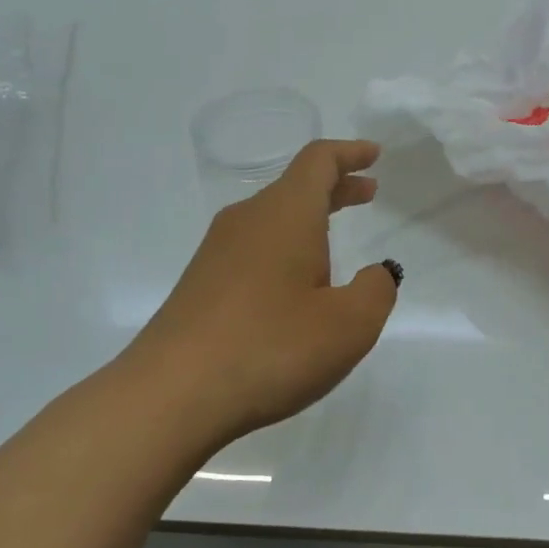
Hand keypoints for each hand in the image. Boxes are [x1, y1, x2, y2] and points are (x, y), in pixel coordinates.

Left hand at [126, 139, 399, 446]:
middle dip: (335, 187)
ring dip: (309, 221)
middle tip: (368, 195)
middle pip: (295, 187)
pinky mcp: (201, 283)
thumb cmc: (271, 348)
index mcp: (285, 215)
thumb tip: (376, 272)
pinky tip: (295, 286)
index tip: (374, 156)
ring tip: (336, 243)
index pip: (318, 161)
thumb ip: (376, 290)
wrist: (171, 394)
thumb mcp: (349, 325)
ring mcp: (217, 252)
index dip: (350, 153)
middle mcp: (248, 220)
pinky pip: (253, 248)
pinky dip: (285, 248)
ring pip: (272, 219)